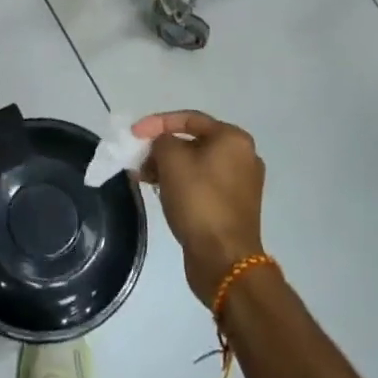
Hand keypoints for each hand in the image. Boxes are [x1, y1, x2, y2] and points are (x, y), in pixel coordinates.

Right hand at [132, 110, 266, 307]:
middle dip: (162, 149)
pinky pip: (203, 184)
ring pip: (196, 164)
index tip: (133, 135)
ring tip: (143, 178)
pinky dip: (181, 183)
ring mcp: (241, 183)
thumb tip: (163, 146)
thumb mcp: (171, 160)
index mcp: (233, 138)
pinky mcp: (234, 206)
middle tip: (138, 159)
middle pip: (193, 141)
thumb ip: (161, 141)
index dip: (156, 123)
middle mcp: (243, 156)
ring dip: (168, 167)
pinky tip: (161, 192)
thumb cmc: (198, 200)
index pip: (189, 118)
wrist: (224, 259)